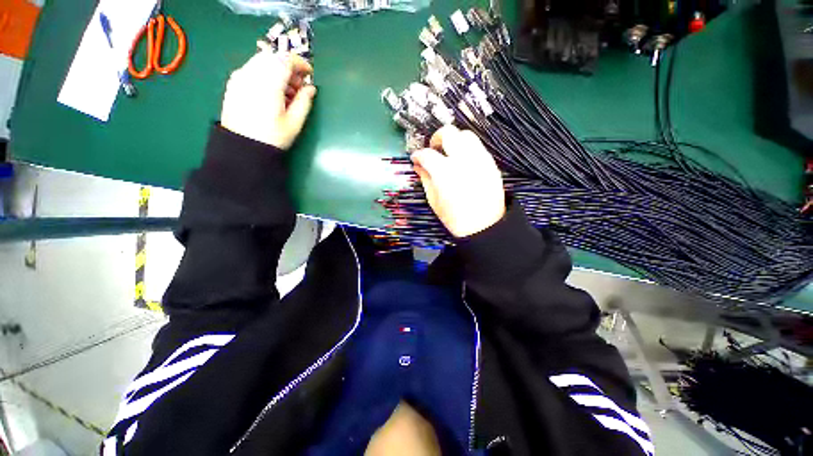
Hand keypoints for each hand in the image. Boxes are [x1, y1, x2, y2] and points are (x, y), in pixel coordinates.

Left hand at [220, 46, 315, 149]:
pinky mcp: (234, 83)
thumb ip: (304, 102)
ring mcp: (240, 77)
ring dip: (277, 70)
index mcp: (269, 83)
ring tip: (286, 92)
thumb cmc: (273, 137)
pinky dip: (265, 74)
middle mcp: (252, 74)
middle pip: (273, 57)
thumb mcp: (295, 122)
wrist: (243, 147)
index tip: (309, 74)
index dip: (300, 64)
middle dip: (289, 67)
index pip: (285, 60)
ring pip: (262, 61)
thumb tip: (311, 88)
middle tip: (299, 86)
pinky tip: (271, 92)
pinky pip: (252, 69)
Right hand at [411, 125, 505, 237]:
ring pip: (466, 135)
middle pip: (449, 133)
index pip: (427, 154)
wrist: (484, 227)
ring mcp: (479, 159)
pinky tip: (464, 162)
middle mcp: (462, 159)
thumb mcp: (434, 200)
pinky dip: (467, 149)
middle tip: (434, 149)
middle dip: (437, 137)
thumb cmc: (455, 218)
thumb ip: (425, 179)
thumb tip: (418, 165)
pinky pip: (478, 147)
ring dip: (455, 140)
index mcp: (444, 171)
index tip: (416, 158)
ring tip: (451, 153)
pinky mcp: (491, 163)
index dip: (418, 155)